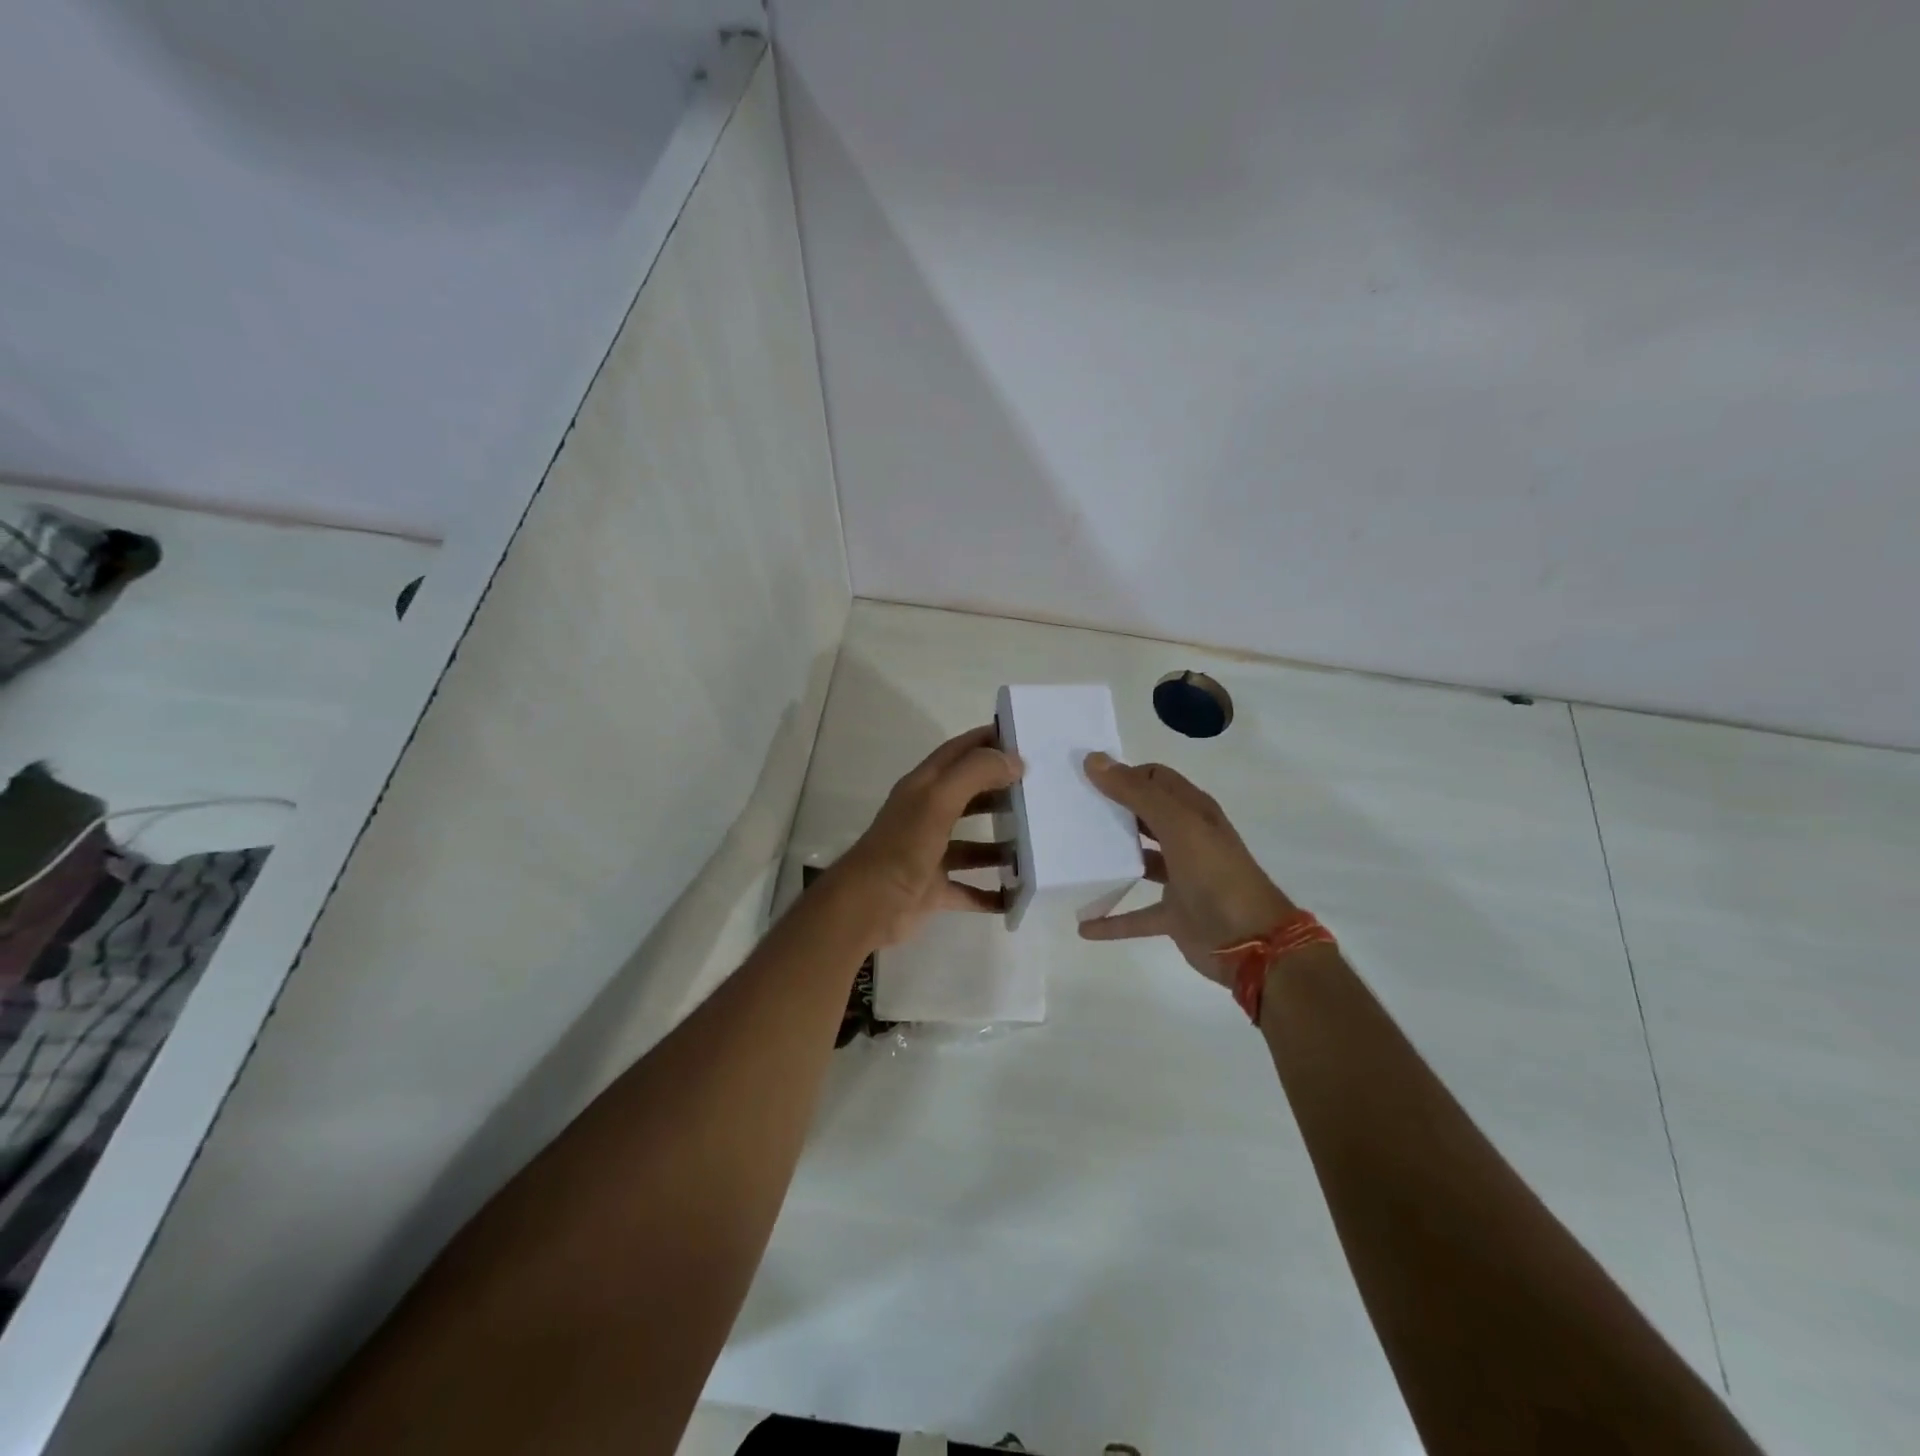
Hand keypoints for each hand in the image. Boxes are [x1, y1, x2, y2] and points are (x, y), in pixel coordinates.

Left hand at [827, 726, 1024, 949]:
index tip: (1024, 739)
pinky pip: (969, 889)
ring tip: (1035, 844)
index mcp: (924, 788)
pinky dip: (991, 894)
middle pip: (969, 796)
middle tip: (1039, 792)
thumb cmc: (903, 847)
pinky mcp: (933, 889)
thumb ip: (975, 774)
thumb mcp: (938, 800)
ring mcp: (930, 854)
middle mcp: (926, 816)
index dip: (986, 741)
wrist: (868, 906)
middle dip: (1000, 791)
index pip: (958, 752)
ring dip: (1000, 845)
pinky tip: (1016, 895)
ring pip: (972, 845)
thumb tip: (1014, 760)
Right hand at [1080, 753, 1294, 984]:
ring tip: (1075, 856)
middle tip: (1072, 810)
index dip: (1125, 774)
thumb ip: (1137, 793)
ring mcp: (1182, 878)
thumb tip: (1094, 760)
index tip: (1086, 780)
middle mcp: (1188, 839)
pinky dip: (1112, 920)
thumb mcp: (1178, 825)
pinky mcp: (1174, 915)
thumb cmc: (1216, 875)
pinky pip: (1135, 915)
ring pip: (1140, 861)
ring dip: (1112, 859)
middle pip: (1145, 816)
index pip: (1155, 779)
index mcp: (1193, 812)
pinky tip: (1085, 926)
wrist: (1252, 943)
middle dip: (1113, 811)